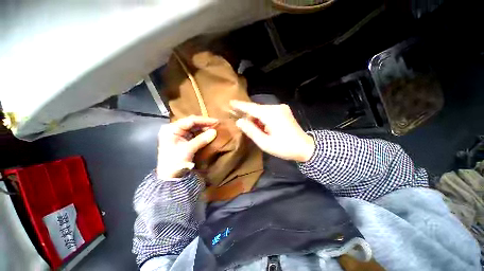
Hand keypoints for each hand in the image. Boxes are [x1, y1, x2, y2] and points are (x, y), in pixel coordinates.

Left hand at [156, 116, 217, 177]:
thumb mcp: (188, 150)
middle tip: (216, 124)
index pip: (190, 121)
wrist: (170, 177)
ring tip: (214, 128)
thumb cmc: (175, 162)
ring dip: (204, 128)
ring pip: (194, 128)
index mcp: (171, 129)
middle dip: (204, 123)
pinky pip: (194, 133)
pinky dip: (202, 133)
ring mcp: (179, 134)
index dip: (204, 120)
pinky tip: (209, 133)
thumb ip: (201, 139)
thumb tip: (214, 131)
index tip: (215, 122)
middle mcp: (174, 129)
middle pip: (192, 123)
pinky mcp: (183, 139)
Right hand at [230, 100, 314, 162]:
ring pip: (262, 111)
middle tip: (243, 125)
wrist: (305, 148)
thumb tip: (239, 121)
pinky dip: (262, 119)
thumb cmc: (284, 147)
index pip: (251, 108)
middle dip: (248, 116)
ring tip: (255, 129)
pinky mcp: (284, 111)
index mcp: (271, 114)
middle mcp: (276, 107)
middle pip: (257, 109)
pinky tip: (263, 127)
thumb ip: (251, 131)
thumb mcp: (264, 142)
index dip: (240, 105)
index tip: (230, 102)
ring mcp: (282, 108)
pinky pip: (268, 112)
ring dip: (256, 119)